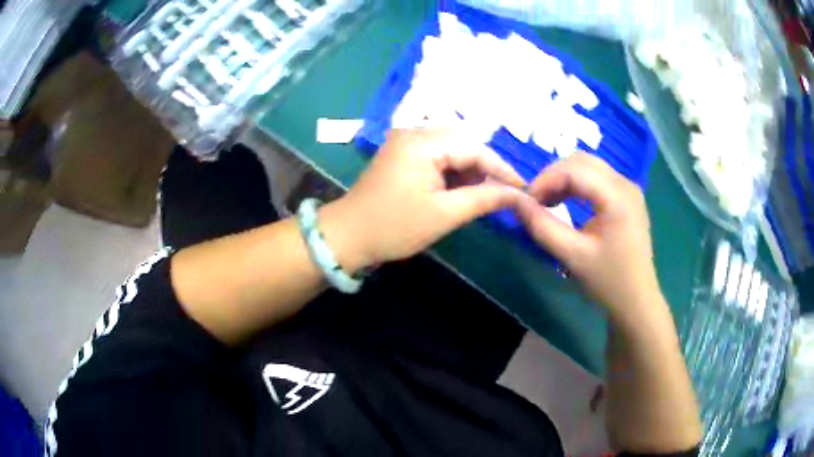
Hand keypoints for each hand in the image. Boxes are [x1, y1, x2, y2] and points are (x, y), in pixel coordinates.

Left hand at [321, 129, 524, 271]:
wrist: (348, 236)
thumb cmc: (394, 227)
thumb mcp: (444, 215)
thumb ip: (484, 199)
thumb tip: (517, 194)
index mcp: (423, 142)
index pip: (475, 149)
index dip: (502, 169)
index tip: (524, 190)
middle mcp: (415, 132)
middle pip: (465, 144)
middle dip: (485, 169)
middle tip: (500, 196)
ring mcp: (407, 141)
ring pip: (453, 149)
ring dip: (469, 171)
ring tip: (478, 197)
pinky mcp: (403, 153)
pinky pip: (438, 155)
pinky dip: (453, 172)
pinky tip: (457, 192)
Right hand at [515, 153, 662, 321]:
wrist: (636, 300)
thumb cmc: (607, 281)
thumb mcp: (572, 256)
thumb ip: (542, 227)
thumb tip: (516, 202)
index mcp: (617, 197)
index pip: (574, 169)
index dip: (545, 179)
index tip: (526, 201)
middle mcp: (625, 184)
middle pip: (582, 161)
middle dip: (554, 176)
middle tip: (536, 201)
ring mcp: (629, 188)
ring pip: (589, 166)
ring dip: (564, 178)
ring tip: (548, 202)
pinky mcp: (628, 196)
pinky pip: (597, 177)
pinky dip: (577, 184)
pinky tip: (567, 202)